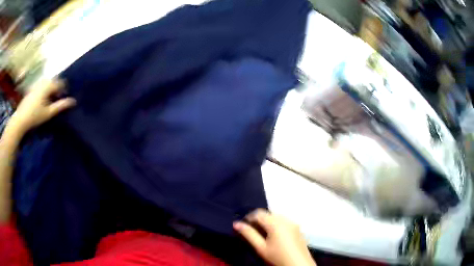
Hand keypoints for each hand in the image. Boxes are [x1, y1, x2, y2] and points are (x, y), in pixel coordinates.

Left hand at [8, 79, 75, 135]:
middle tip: (57, 101)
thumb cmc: (35, 116)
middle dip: (57, 89)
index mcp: (48, 85)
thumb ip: (60, 106)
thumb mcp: (49, 113)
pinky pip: (42, 85)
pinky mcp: (32, 88)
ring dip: (51, 90)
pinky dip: (45, 91)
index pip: (60, 83)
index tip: (63, 99)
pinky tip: (42, 101)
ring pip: (47, 83)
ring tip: (49, 101)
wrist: (20, 119)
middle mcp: (43, 81)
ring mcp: (37, 84)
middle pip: (54, 81)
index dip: (64, 90)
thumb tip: (73, 101)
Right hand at [234, 209, 315, 265]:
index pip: (259, 213)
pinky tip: (275, 236)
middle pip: (268, 214)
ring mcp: (293, 223)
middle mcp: (286, 219)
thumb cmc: (277, 257)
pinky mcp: (298, 228)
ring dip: (268, 222)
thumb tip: (236, 223)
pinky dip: (277, 225)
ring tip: (262, 234)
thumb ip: (249, 234)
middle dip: (258, 220)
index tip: (243, 226)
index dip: (249, 217)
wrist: (299, 265)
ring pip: (277, 217)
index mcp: (276, 223)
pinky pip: (284, 221)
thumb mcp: (261, 248)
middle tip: (252, 231)